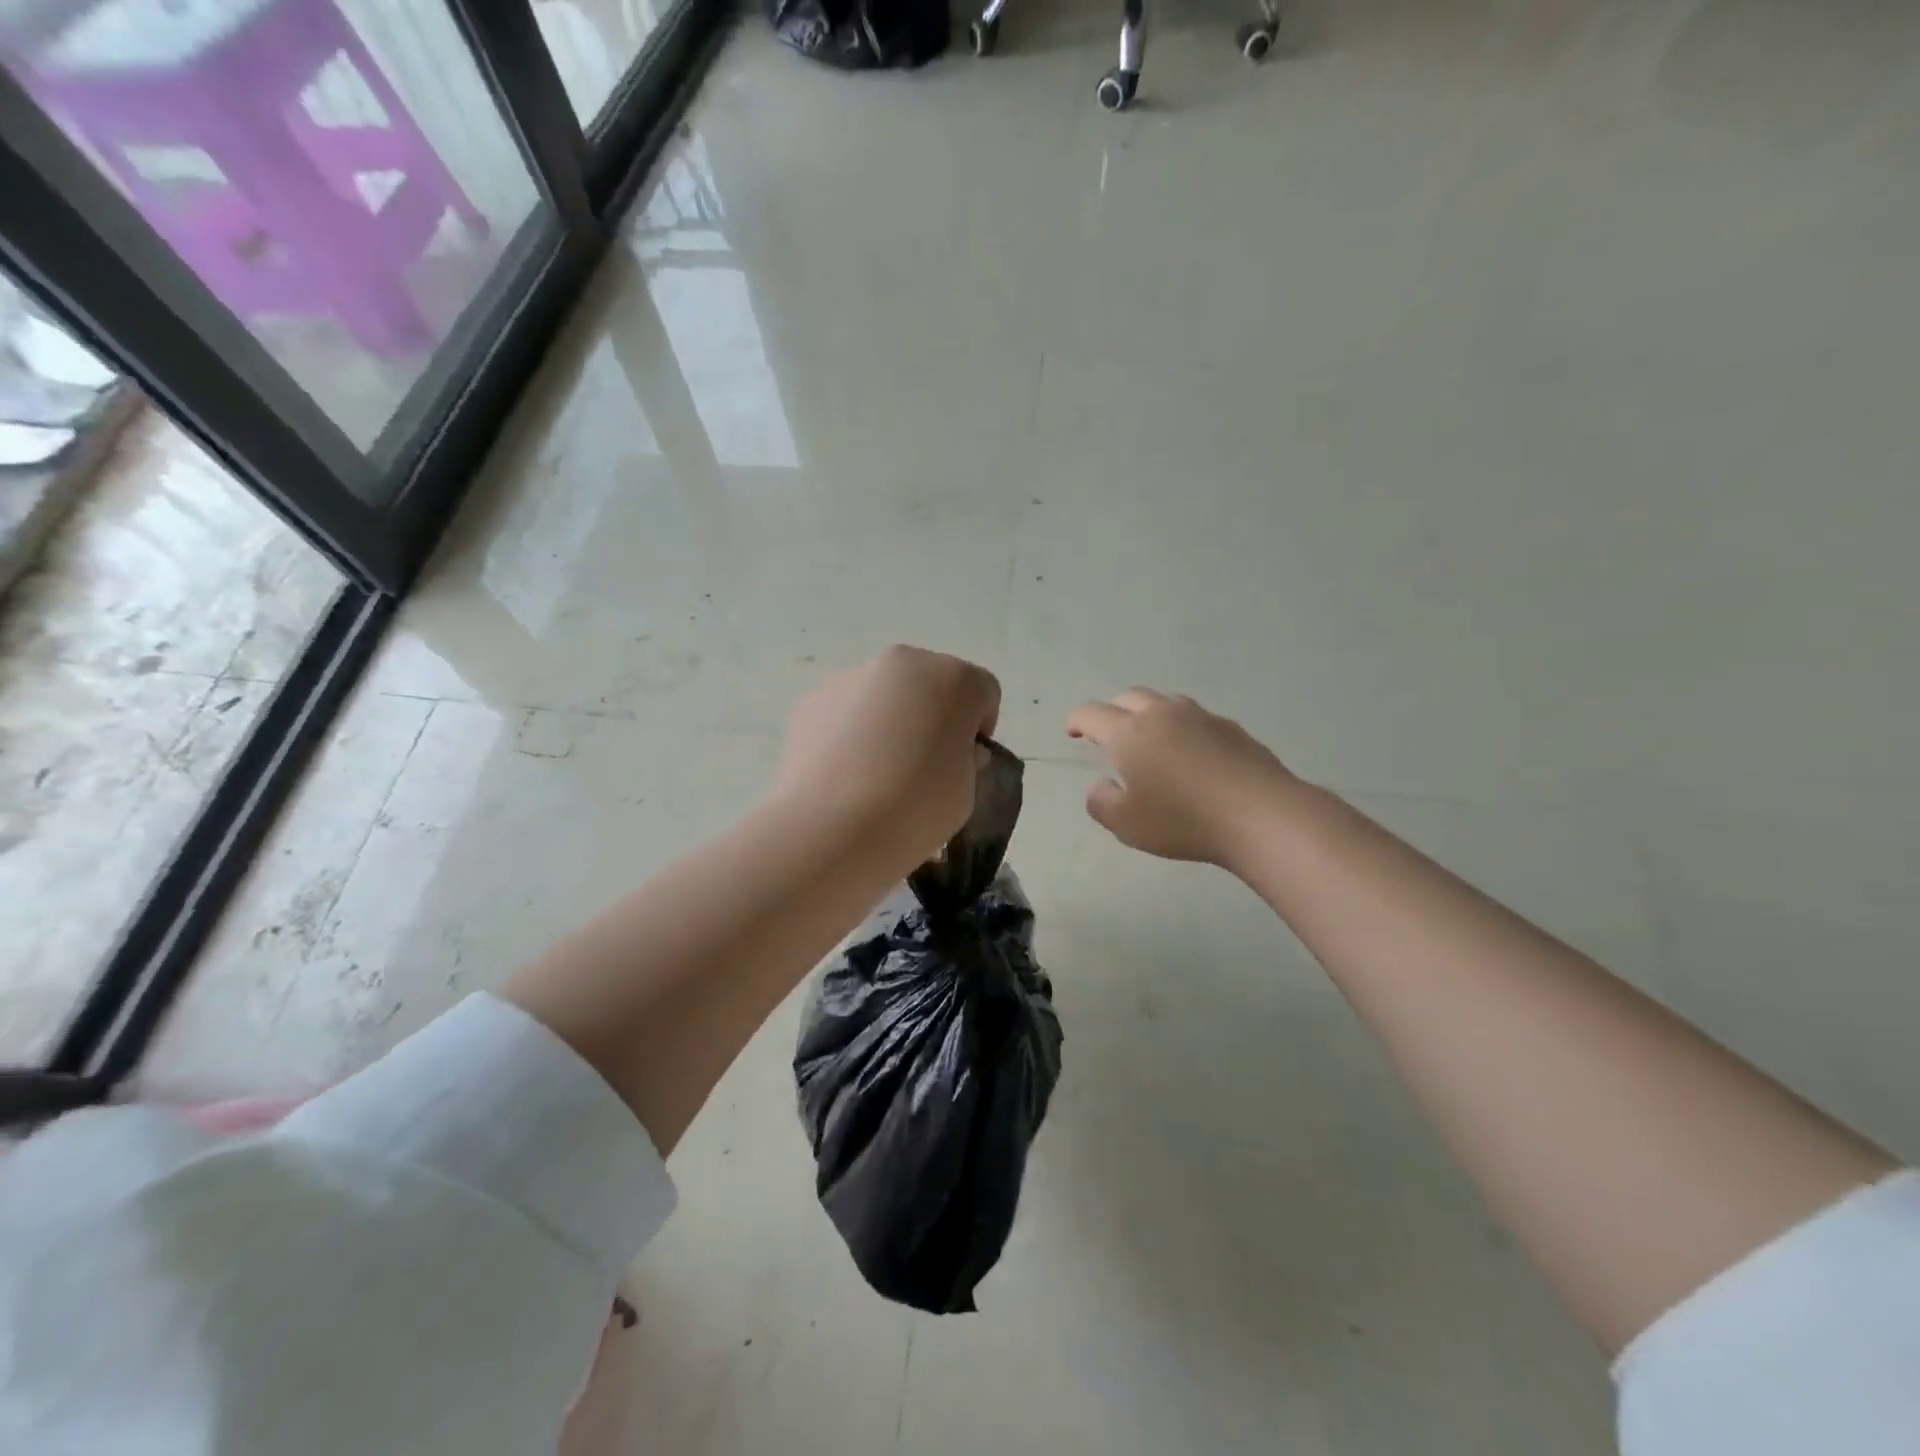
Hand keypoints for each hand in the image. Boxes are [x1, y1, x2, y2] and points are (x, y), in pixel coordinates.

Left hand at [778, 646, 1000, 859]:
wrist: (830, 828)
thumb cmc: (916, 808)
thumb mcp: (967, 792)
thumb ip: (966, 759)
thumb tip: (947, 749)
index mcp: (955, 680)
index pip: (983, 692)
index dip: (978, 729)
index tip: (965, 764)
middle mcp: (905, 663)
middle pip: (931, 684)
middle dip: (933, 716)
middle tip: (922, 766)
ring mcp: (853, 676)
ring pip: (885, 695)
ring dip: (890, 721)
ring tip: (876, 774)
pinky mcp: (814, 699)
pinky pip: (847, 711)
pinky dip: (851, 732)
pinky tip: (845, 774)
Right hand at [1066, 688, 1297, 866]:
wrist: (1261, 815)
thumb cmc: (1183, 821)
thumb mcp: (1126, 824)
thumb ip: (1101, 802)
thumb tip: (1100, 785)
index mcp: (1129, 733)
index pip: (1092, 714)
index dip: (1077, 721)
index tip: (1073, 733)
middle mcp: (1162, 714)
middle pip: (1129, 697)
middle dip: (1113, 711)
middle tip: (1110, 736)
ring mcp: (1201, 717)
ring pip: (1165, 702)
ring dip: (1150, 715)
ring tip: (1152, 741)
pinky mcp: (1232, 728)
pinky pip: (1196, 719)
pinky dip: (1183, 729)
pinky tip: (1192, 756)